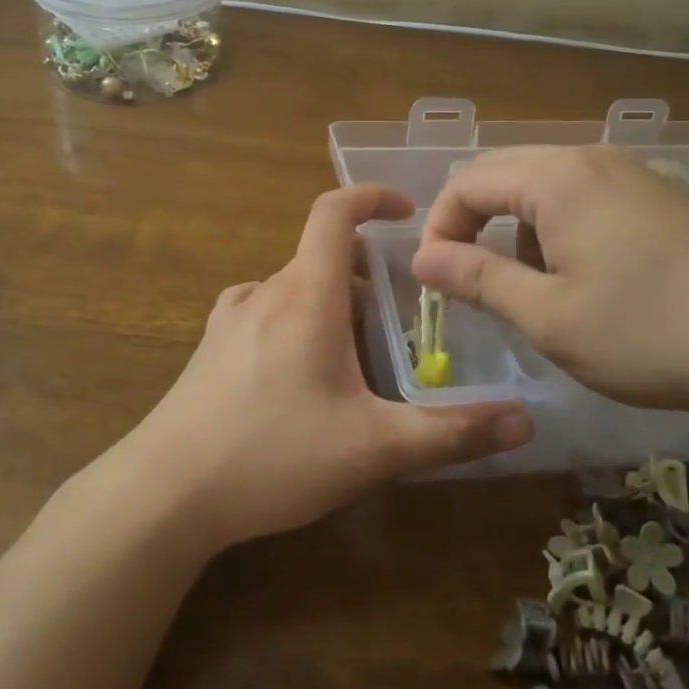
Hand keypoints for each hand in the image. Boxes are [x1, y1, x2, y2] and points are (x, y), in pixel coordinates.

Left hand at [113, 184, 533, 551]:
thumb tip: (524, 420)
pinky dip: (297, 323)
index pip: (334, 211)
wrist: (164, 493)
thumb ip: (451, 432)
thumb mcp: (373, 448)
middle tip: (402, 320)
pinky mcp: (210, 349)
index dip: (370, 195)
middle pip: (321, 257)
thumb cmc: (273, 455)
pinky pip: (265, 314)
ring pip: (293, 288)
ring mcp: (229, 319)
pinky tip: (303, 379)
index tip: (405, 210)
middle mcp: (264, 292)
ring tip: (359, 356)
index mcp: (305, 294)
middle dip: (366, 276)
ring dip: (331, 304)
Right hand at [411, 145, 688, 421]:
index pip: (467, 183)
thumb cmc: (649, 334)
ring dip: (519, 229)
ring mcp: (631, 171)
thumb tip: (423, 257)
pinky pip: (584, 196)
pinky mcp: (659, 195)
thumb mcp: (548, 316)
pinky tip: (585, 276)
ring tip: (535, 288)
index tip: (435, 279)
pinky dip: (560, 228)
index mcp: (557, 178)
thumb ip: (478, 278)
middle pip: (504, 174)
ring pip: (544, 186)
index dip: (439, 228)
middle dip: (475, 225)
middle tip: (471, 282)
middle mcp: (591, 157)